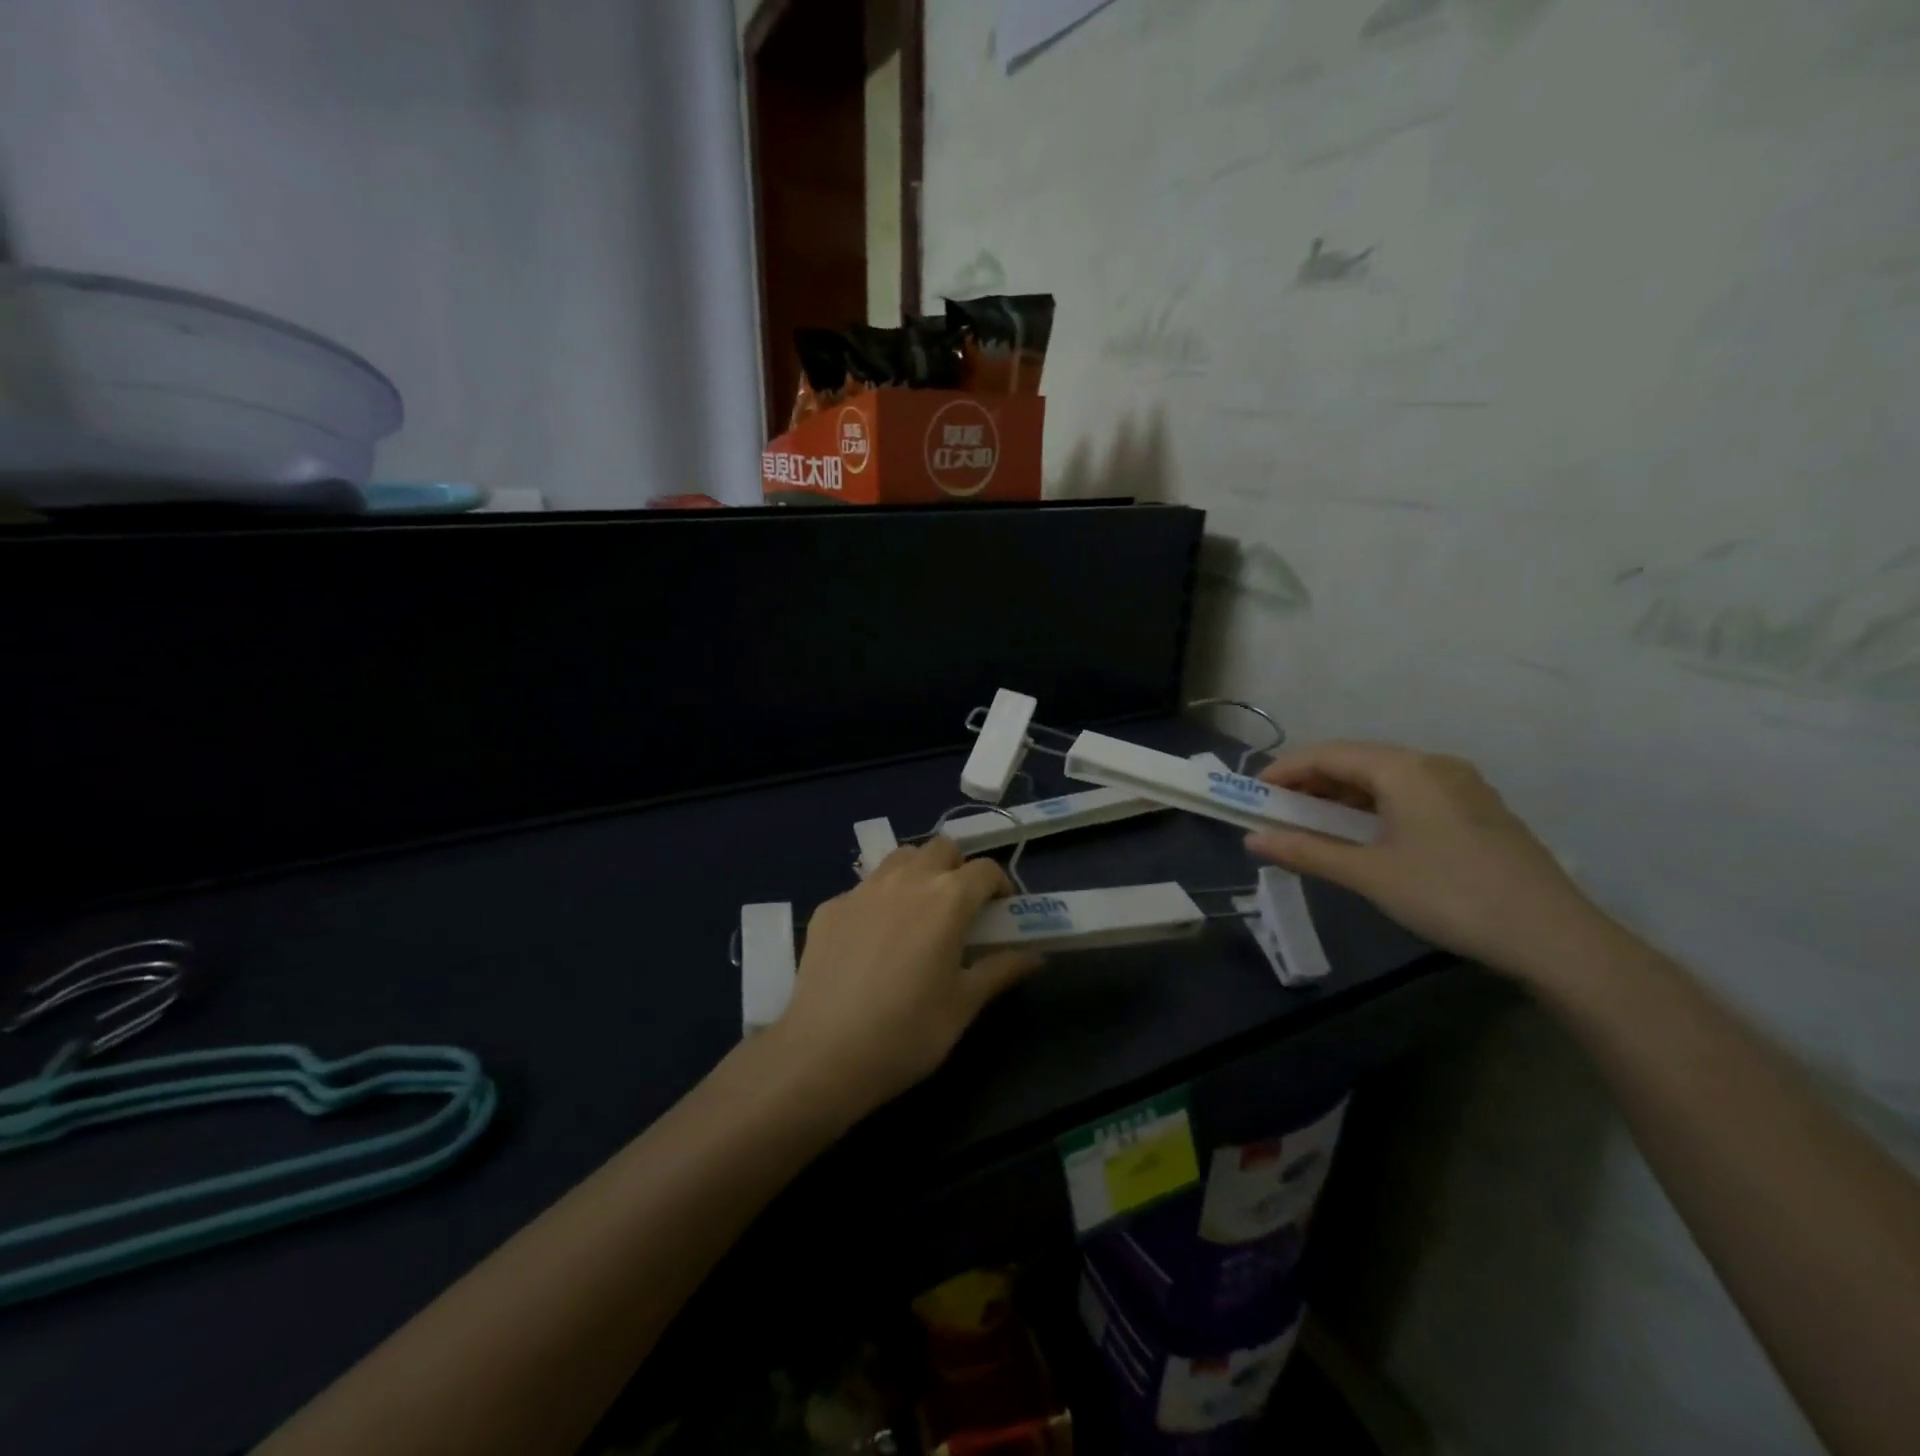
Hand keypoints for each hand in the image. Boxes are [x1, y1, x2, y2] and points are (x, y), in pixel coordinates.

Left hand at [769, 838, 1043, 1114]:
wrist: (824, 1053)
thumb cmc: (908, 1032)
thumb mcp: (964, 1004)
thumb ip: (1000, 969)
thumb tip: (1034, 956)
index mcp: (948, 898)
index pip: (986, 869)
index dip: (1000, 886)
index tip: (1001, 912)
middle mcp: (906, 879)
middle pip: (941, 848)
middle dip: (958, 868)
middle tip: (960, 908)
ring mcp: (863, 889)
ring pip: (900, 858)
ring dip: (918, 872)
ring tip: (917, 914)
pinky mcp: (830, 906)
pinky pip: (864, 888)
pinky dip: (879, 900)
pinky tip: (872, 941)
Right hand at [1244, 741, 1612, 982]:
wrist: (1552, 936)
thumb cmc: (1448, 894)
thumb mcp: (1369, 874)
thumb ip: (1306, 851)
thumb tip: (1252, 841)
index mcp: (1404, 769)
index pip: (1329, 754)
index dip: (1286, 770)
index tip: (1254, 793)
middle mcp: (1433, 765)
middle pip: (1358, 761)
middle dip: (1313, 782)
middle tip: (1278, 810)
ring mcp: (1462, 786)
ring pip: (1386, 778)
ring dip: (1344, 796)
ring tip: (1314, 823)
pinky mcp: (1477, 810)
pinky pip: (1411, 793)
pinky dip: (1375, 806)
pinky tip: (1365, 834)